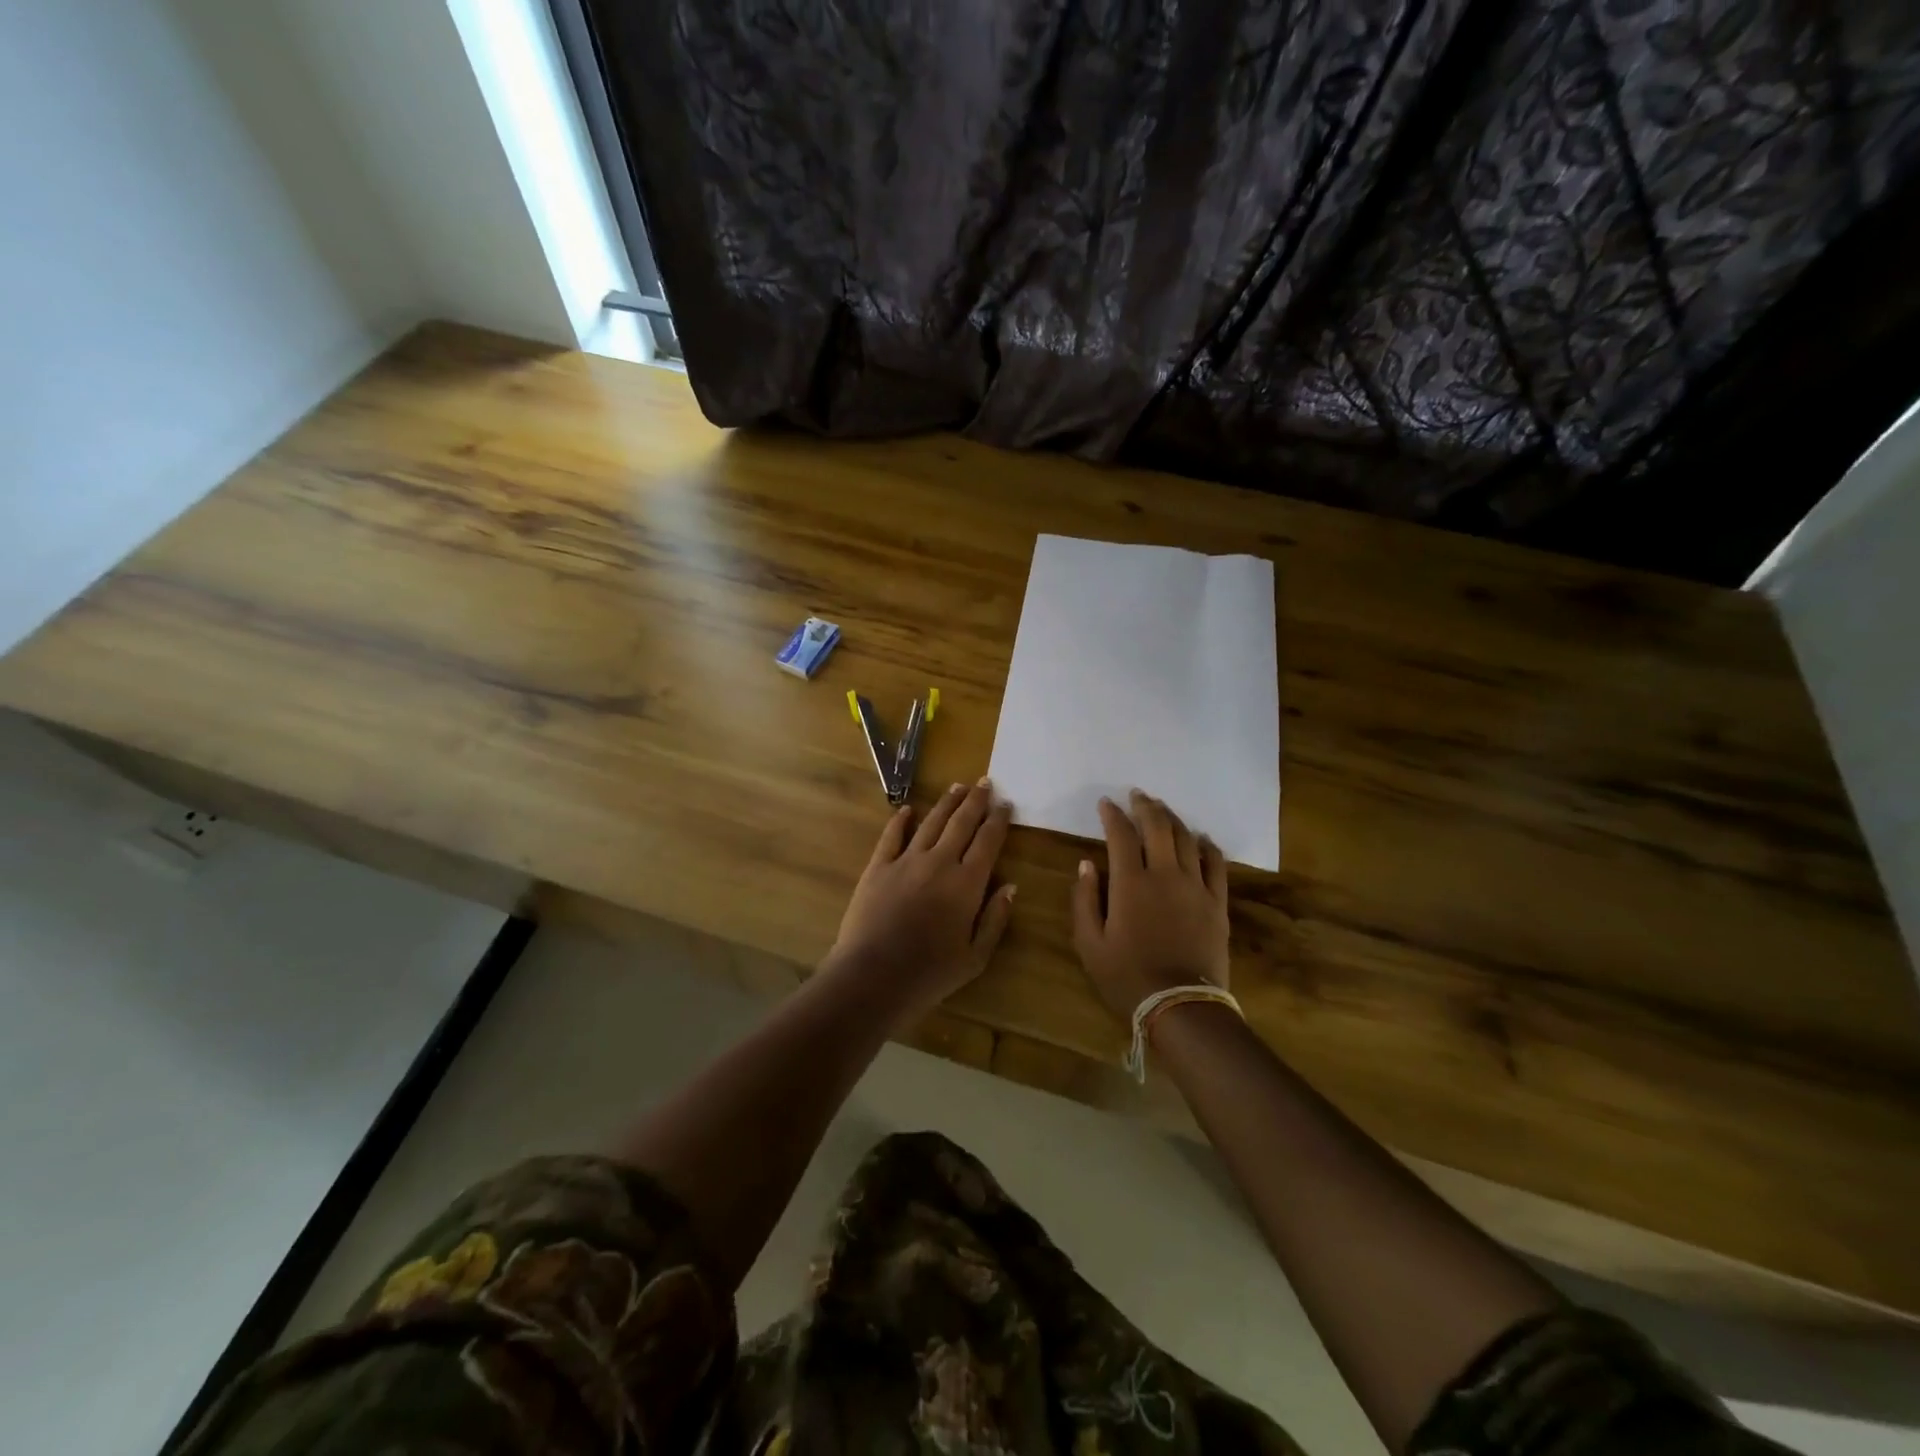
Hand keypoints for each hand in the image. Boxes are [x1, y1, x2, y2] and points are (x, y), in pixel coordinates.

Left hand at [824, 778, 1016, 1026]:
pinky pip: (892, 836)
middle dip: (975, 801)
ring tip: (957, 787)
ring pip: (930, 823)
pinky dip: (901, 820)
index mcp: (967, 884)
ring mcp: (905, 861)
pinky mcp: (878, 867)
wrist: (872, 976)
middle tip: (985, 782)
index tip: (1006, 803)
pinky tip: (908, 809)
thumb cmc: (929, 974)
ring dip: (946, 803)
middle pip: (961, 823)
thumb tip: (1010, 886)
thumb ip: (994, 919)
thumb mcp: (975, 958)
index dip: (998, 820)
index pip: (988, 842)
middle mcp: (939, 863)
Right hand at [1071, 790, 1228, 1022]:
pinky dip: (1207, 845)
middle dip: (1145, 806)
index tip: (1106, 803)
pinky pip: (1216, 863)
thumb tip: (1087, 864)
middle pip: (1158, 826)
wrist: (1180, 1007)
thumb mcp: (1089, 943)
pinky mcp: (1216, 902)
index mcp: (1130, 883)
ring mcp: (1195, 886)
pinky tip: (1200, 838)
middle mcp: (1164, 874)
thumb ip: (1084, 899)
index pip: (1120, 835)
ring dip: (1173, 819)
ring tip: (1162, 809)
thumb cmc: (1127, 977)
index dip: (1112, 815)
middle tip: (1137, 795)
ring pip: (1186, 839)